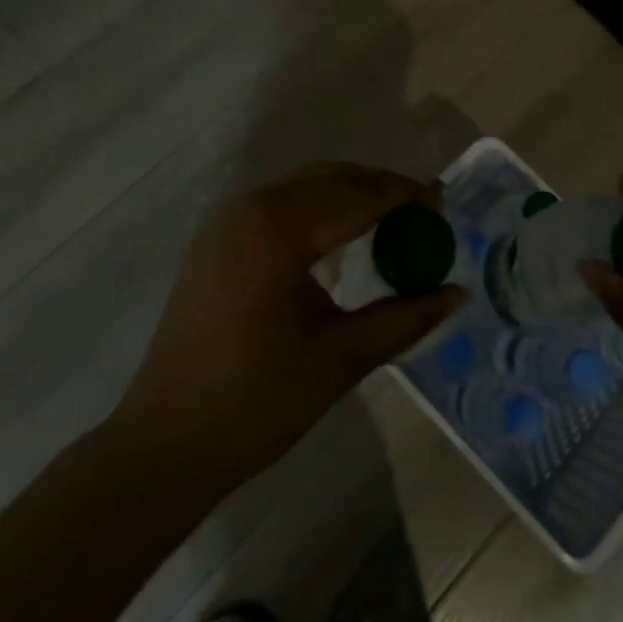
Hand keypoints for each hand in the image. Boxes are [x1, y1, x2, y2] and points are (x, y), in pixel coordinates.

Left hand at [116, 163, 465, 499]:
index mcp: (279, 230)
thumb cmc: (257, 402)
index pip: (357, 196)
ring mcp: (227, 222)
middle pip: (329, 178)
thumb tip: (457, 293)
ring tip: (388, 221)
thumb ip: (404, 319)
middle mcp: (251, 208)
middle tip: (420, 211)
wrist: (165, 443)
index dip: (404, 195)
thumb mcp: (341, 359)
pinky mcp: (215, 240)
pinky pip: (278, 205)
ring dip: (347, 194)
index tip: (442, 203)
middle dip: (378, 188)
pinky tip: (336, 239)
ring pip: (302, 187)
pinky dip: (316, 209)